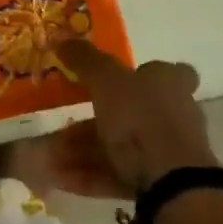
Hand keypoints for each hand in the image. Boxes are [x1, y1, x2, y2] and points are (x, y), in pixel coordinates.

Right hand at [54, 41, 218, 196]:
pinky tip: (58, 177)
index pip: (173, 72)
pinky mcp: (158, 185)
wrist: (172, 184)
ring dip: (82, 150)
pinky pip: (117, 175)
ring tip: (49, 155)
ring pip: (119, 146)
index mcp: (170, 83)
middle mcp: (174, 114)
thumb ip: (85, 59)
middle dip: (90, 120)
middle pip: (130, 112)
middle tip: (60, 123)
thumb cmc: (141, 116)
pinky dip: (89, 175)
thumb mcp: (106, 79)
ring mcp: (167, 152)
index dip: (148, 72)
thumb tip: (63, 38)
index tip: (124, 76)